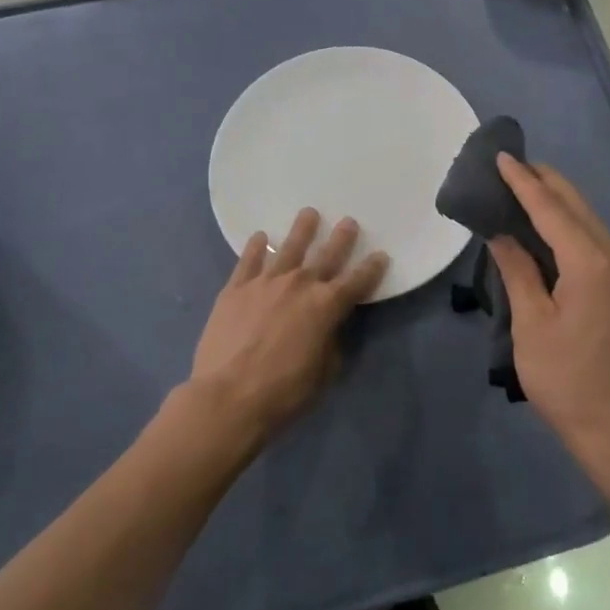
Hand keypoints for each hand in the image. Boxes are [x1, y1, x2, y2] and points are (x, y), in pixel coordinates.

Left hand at [184, 209, 386, 447]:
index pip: (357, 281)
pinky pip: (249, 260)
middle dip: (341, 238)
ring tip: (309, 213)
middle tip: (349, 222)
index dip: (372, 269)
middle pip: (326, 255)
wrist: (228, 396)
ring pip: (289, 248)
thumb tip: (328, 328)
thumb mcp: (323, 373)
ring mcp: (265, 282)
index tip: (381, 255)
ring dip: (302, 229)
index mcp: (326, 307)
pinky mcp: (236, 288)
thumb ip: (330, 342)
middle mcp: (300, 285)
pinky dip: (256, 247)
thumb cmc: (283, 392)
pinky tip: (261, 237)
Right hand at [488, 154, 609, 459]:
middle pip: (575, 205)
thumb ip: (517, 271)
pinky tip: (544, 225)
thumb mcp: (532, 325)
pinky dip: (566, 223)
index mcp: (591, 263)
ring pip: (587, 219)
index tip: (500, 156)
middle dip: (542, 181)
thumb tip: (500, 233)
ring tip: (520, 186)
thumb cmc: (567, 380)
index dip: (523, 182)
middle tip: (508, 165)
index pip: (551, 209)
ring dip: (555, 200)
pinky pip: (592, 239)